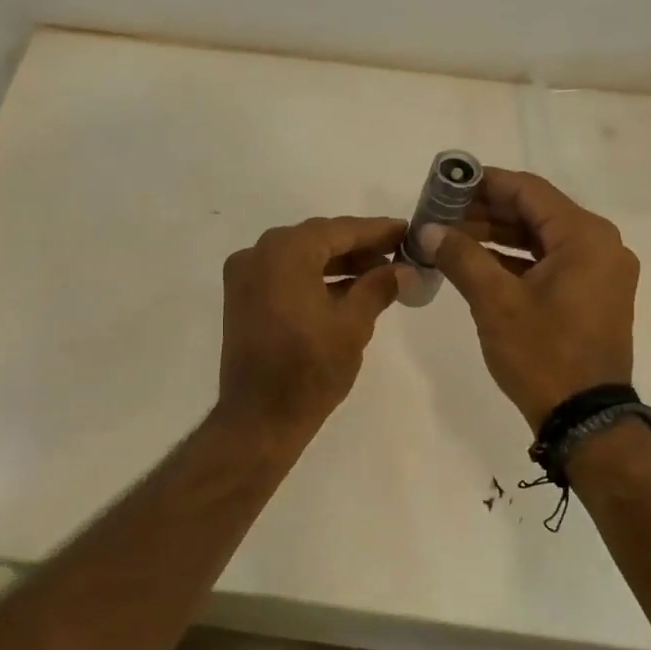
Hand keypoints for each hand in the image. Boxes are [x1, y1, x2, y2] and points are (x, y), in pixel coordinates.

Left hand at [215, 216, 405, 437]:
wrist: (259, 419)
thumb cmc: (310, 370)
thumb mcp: (353, 325)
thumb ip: (379, 287)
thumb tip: (403, 269)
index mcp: (283, 252)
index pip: (339, 230)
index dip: (376, 231)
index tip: (407, 231)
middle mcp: (257, 254)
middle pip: (317, 240)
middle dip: (358, 247)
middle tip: (398, 254)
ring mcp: (245, 278)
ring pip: (301, 258)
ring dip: (338, 264)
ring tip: (380, 273)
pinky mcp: (243, 300)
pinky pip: (285, 276)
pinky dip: (315, 279)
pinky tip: (349, 290)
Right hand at [418, 169, 637, 427]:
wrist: (585, 419)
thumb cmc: (542, 354)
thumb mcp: (495, 302)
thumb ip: (461, 257)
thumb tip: (429, 229)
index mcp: (585, 237)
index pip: (528, 190)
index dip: (484, 183)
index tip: (445, 184)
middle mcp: (600, 246)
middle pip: (535, 213)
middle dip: (485, 212)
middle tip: (440, 214)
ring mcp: (599, 273)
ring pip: (541, 239)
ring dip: (497, 236)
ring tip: (450, 238)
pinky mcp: (592, 296)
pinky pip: (550, 264)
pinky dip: (515, 261)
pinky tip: (476, 263)